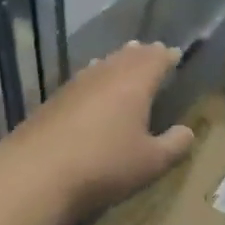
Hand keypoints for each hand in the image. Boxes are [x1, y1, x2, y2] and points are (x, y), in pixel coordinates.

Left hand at [0, 41, 194, 219]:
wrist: (37, 172)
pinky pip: (84, 77)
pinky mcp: (55, 98)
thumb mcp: (150, 162)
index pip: (156, 59)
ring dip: (118, 61)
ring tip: (126, 60)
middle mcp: (106, 73)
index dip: (168, 56)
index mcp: (134, 82)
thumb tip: (187, 131)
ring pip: (103, 63)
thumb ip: (174, 145)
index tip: (176, 54)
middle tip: (153, 52)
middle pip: (128, 56)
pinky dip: (96, 76)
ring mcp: (76, 83)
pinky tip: (93, 86)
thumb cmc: (104, 165)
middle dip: (143, 54)